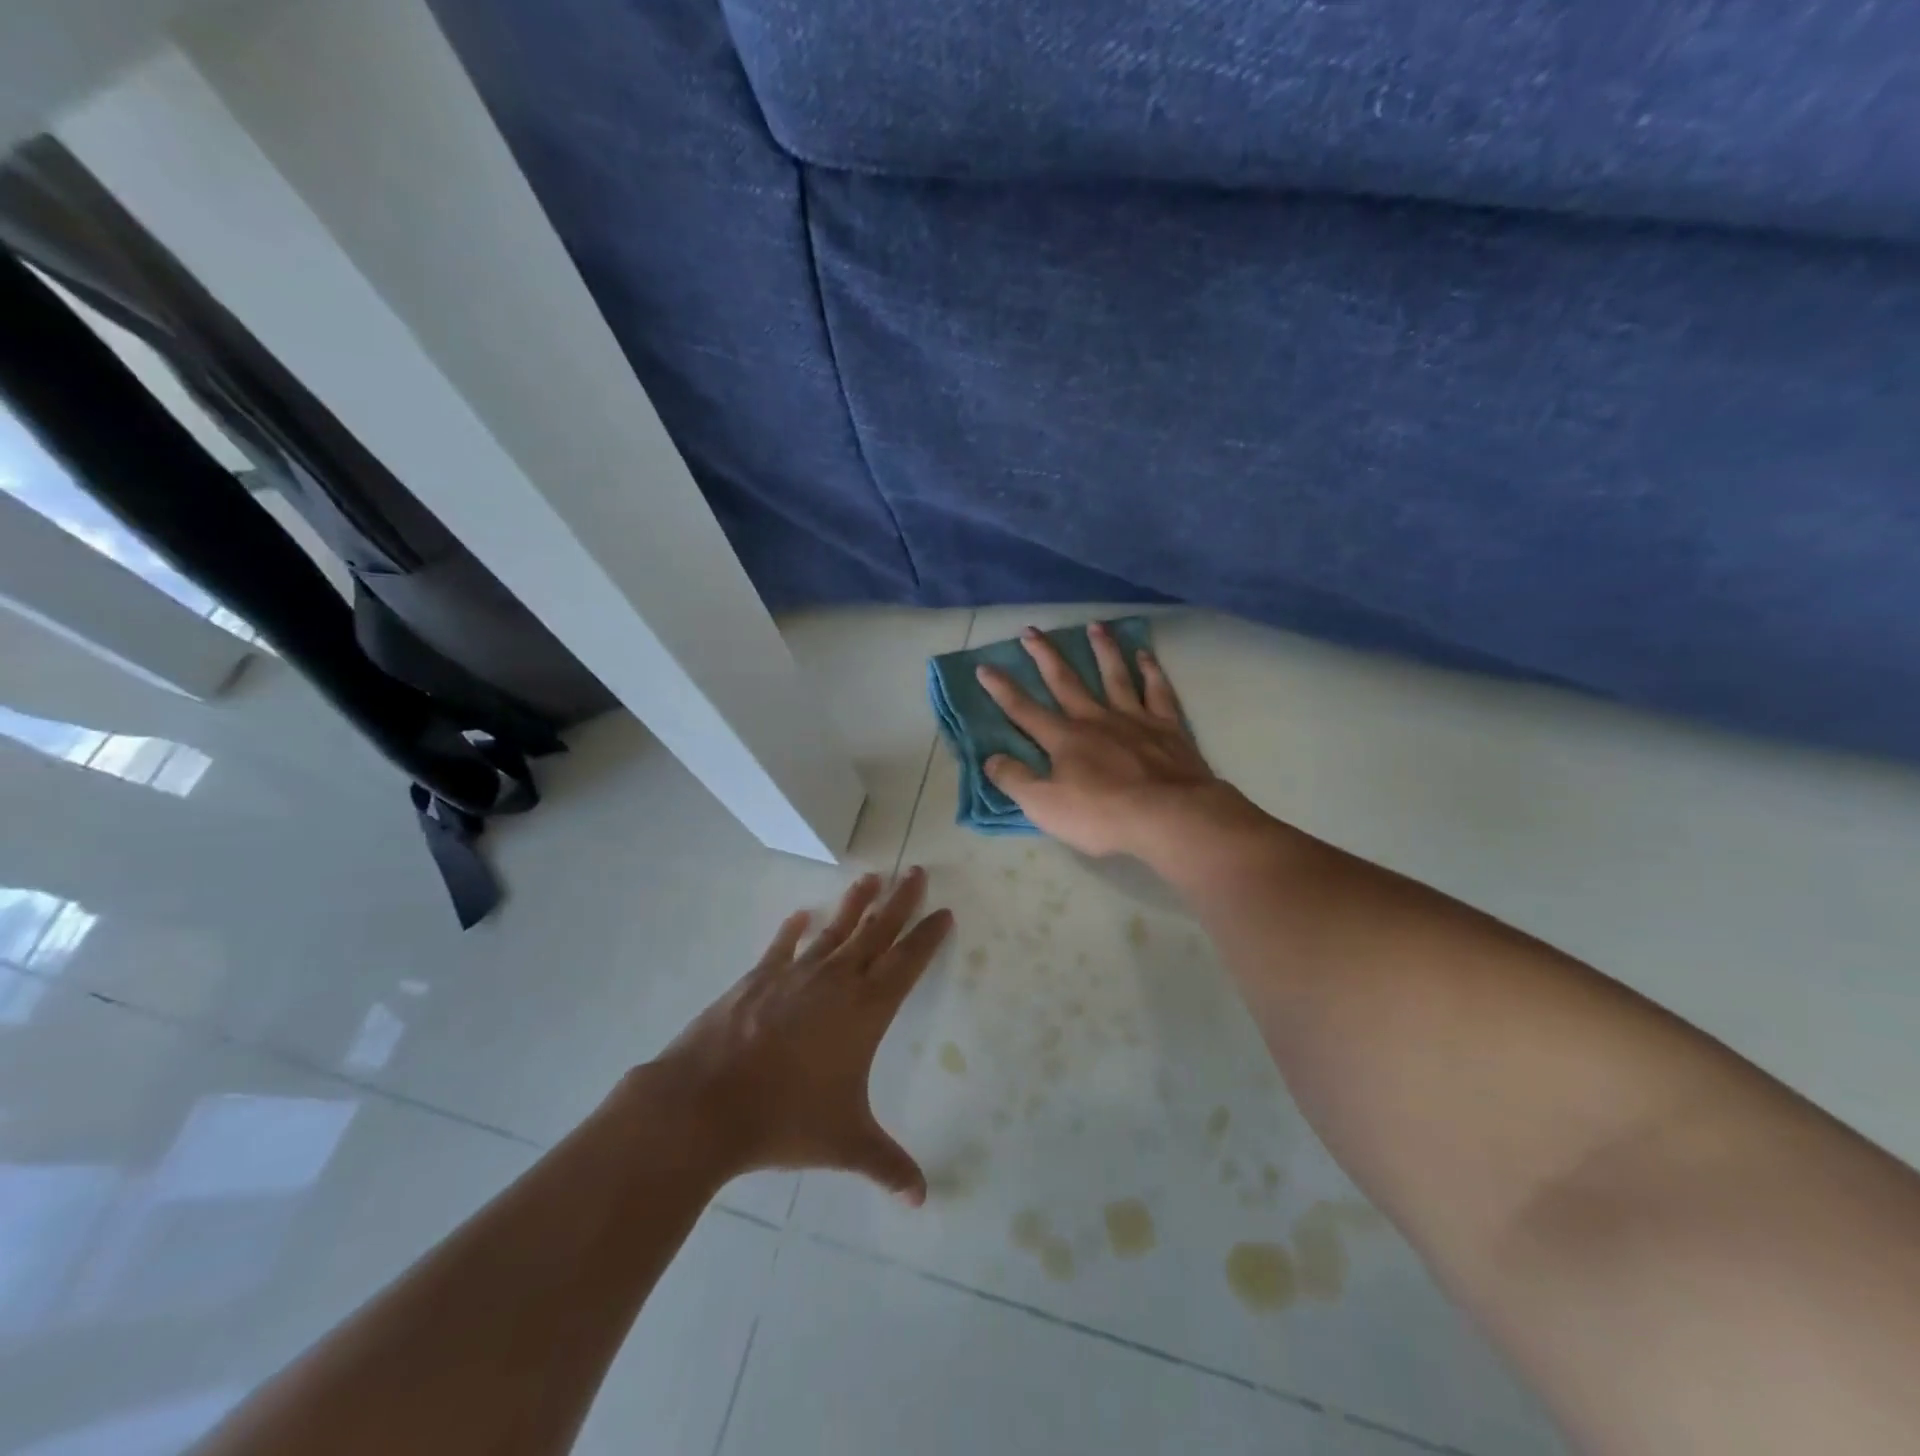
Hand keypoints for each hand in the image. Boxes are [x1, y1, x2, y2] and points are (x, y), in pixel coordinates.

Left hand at [646, 868, 951, 1203]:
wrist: (707, 1102)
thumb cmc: (785, 1120)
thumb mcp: (844, 1143)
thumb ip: (887, 1164)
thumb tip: (921, 1198)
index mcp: (866, 1011)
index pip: (908, 963)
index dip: (928, 936)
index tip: (943, 911)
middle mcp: (837, 981)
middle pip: (878, 931)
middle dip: (901, 901)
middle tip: (917, 871)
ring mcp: (796, 974)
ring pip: (836, 929)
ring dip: (856, 903)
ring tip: (872, 877)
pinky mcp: (758, 977)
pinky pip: (782, 946)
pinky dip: (793, 930)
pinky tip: (799, 915)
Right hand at [976, 623, 1238, 860]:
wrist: (1170, 816)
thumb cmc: (1103, 815)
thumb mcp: (1045, 807)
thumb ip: (1015, 780)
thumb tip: (990, 759)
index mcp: (1064, 739)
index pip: (1024, 710)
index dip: (1002, 690)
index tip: (984, 667)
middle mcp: (1096, 720)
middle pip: (1065, 681)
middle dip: (1045, 656)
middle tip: (1030, 630)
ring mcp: (1134, 719)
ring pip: (1114, 675)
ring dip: (1102, 650)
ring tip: (1094, 626)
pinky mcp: (1168, 727)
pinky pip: (1157, 690)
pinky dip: (1151, 670)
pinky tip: (1145, 655)